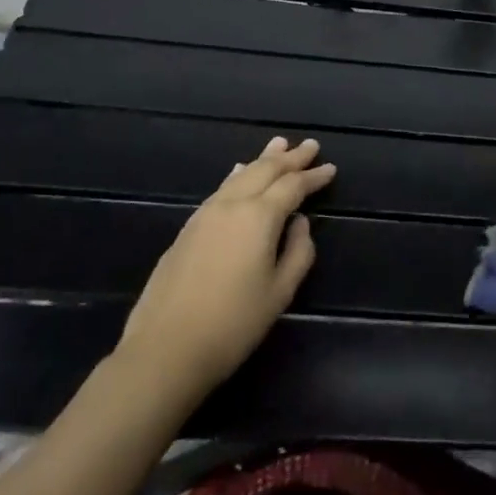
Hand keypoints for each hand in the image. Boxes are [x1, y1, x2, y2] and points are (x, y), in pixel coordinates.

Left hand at [109, 136, 335, 416]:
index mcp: (259, 217)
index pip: (293, 186)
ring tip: (278, 144)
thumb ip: (298, 252)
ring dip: (263, 159)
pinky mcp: (188, 228)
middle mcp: (232, 205)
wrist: (164, 349)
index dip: (313, 176)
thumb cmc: (232, 325)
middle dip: (290, 158)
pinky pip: (221, 188)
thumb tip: (299, 223)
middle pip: (265, 170)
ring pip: (240, 175)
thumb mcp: (279, 293)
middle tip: (310, 145)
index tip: (331, 167)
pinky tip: (239, 171)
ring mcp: (205, 214)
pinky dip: (238, 175)